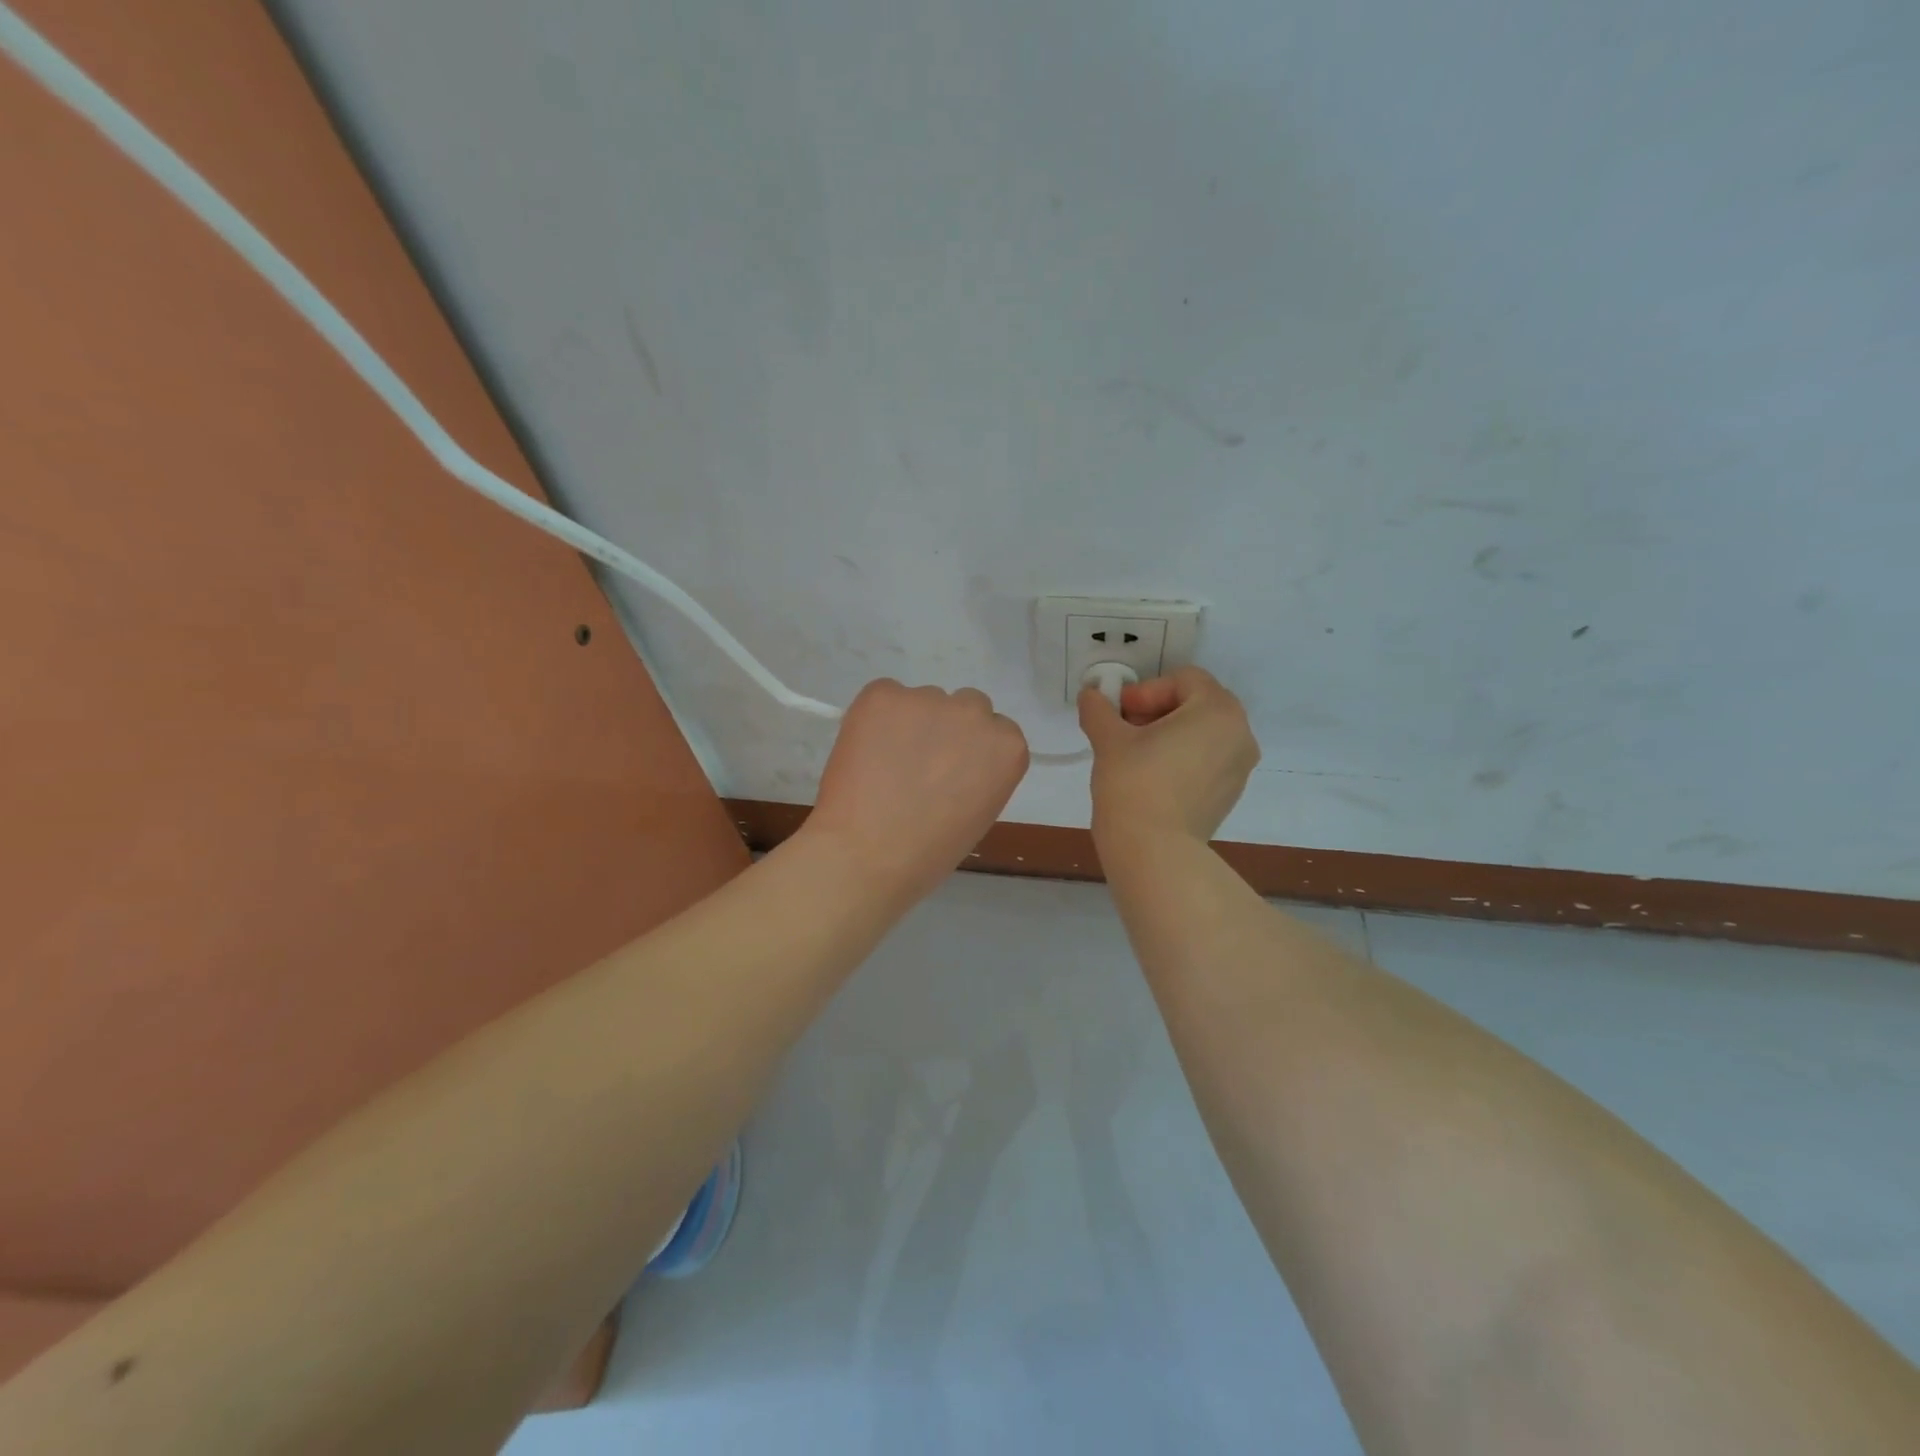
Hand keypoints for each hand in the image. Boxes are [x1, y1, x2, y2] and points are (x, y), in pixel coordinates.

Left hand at [804, 679, 1029, 907]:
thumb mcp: (977, 813)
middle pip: (965, 706)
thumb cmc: (928, 852)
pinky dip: (874, 719)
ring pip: (922, 702)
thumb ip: (977, 775)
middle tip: (918, 764)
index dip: (969, 750)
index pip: (995, 731)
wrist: (867, 854)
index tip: (951, 771)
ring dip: (909, 723)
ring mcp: (928, 698)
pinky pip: (883, 697)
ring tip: (883, 766)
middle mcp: (975, 713)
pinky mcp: (884, 694)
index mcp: (1007, 747)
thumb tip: (951, 761)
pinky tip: (863, 754)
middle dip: (946, 728)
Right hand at [1079, 667, 1259, 848]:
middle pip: (1196, 703)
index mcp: (1218, 710)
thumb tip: (1090, 694)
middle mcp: (1240, 734)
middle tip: (1123, 729)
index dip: (1145, 690)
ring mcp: (1240, 767)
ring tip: (1134, 753)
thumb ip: (1099, 709)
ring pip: (1202, 733)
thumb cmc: (1134, 783)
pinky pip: (1207, 760)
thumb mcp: (1109, 739)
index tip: (1119, 713)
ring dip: (1168, 734)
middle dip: (1157, 710)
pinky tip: (1152, 777)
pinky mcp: (1230, 794)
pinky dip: (1181, 758)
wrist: (1154, 851)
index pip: (1182, 680)